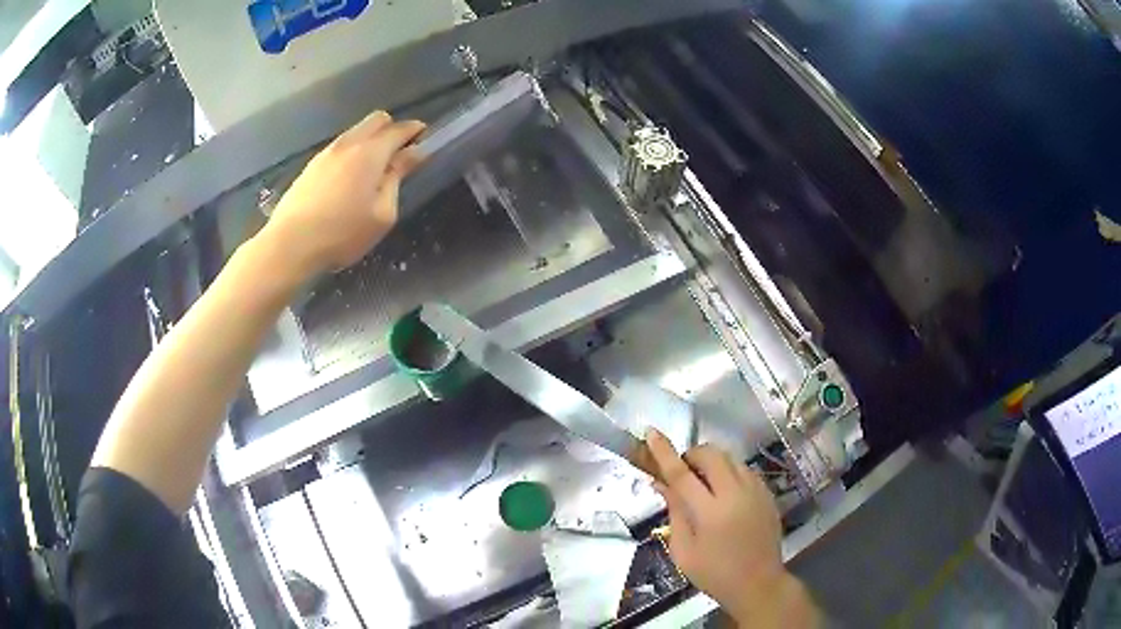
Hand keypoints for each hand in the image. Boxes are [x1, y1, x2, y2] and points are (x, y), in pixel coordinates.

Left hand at [259, 111, 425, 279]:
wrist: (290, 244)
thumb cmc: (342, 234)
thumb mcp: (382, 213)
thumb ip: (398, 177)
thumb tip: (414, 153)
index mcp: (371, 152)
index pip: (400, 129)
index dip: (416, 131)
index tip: (425, 139)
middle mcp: (349, 143)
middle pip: (377, 119)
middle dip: (392, 130)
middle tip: (398, 155)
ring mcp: (327, 152)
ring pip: (356, 132)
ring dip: (370, 141)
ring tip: (372, 170)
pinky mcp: (311, 165)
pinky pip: (340, 147)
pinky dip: (352, 152)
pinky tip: (348, 179)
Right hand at [646, 429, 817, 626]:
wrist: (759, 583)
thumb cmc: (714, 573)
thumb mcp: (683, 551)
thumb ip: (674, 513)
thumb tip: (661, 483)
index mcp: (710, 513)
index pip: (682, 474)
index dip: (664, 452)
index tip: (652, 432)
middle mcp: (735, 494)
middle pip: (712, 455)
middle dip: (692, 455)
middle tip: (683, 472)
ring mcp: (756, 491)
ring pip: (730, 458)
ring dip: (712, 462)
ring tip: (704, 484)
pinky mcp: (767, 494)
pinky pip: (745, 470)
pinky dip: (729, 472)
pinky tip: (724, 493)